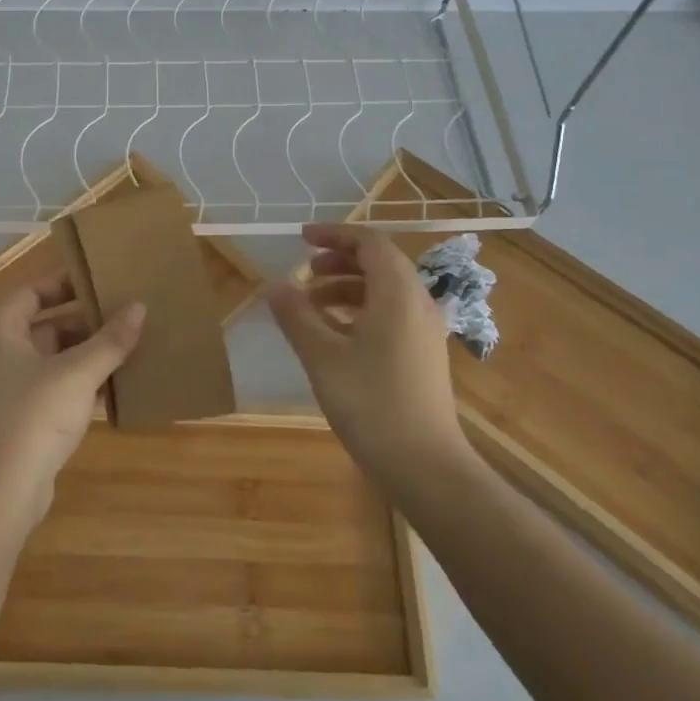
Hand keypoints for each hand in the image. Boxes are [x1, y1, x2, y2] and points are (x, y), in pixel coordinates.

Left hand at [0, 276, 145, 532]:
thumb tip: (139, 306)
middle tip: (122, 315)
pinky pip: (52, 390)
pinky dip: (78, 384)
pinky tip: (112, 387)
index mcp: (0, 332)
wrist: (0, 493)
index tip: (98, 282)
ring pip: (51, 360)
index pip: (31, 292)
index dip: (63, 284)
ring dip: (85, 355)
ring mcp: (7, 390)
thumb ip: (110, 340)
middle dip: (83, 322)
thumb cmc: (33, 416)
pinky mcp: (19, 421)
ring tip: (126, 347)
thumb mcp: (78, 372)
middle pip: (44, 326)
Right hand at [266, 224, 474, 492]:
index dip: (335, 234)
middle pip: (380, 263)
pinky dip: (359, 310)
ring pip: (384, 290)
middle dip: (339, 260)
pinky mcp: (423, 354)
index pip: (370, 242)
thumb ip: (296, 315)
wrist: (425, 466)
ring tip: (310, 304)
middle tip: (305, 270)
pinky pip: (390, 314)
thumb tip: (274, 285)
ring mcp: (424, 330)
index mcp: (397, 293)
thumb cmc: (371, 403)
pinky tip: (334, 334)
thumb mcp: (322, 356)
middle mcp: (418, 303)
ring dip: (347, 287)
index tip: (302, 238)